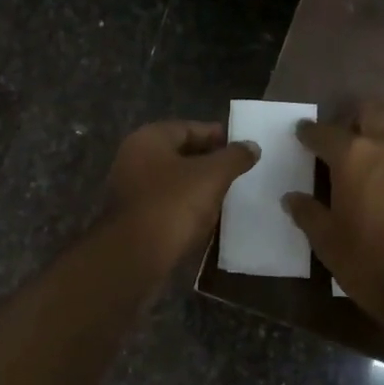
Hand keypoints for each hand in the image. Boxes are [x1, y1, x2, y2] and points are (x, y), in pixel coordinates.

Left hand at [107, 120, 259, 273]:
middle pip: (181, 154)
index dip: (219, 136)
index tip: (244, 149)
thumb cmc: (172, 205)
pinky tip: (207, 219)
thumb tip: (252, 146)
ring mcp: (131, 189)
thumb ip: (234, 157)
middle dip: (210, 163)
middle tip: (239, 173)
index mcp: (149, 139)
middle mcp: (134, 159)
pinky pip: (167, 204)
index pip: (190, 128)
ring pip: (174, 181)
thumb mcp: (212, 176)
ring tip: (228, 196)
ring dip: (199, 187)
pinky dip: (186, 208)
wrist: (134, 257)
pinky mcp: (134, 218)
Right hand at [283, 101, 383, 320]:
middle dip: (355, 117)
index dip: (310, 133)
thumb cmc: (370, 264)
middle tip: (345, 135)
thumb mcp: (328, 242)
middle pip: (373, 110)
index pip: (325, 132)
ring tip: (377, 149)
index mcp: (354, 157)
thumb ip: (309, 213)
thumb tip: (292, 198)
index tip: (303, 134)